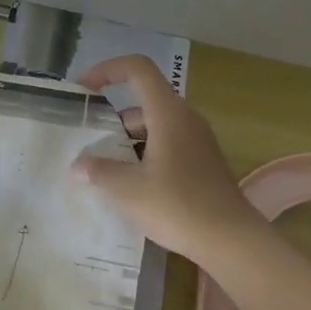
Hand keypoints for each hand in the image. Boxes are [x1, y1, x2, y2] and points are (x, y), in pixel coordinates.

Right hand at [72, 54, 265, 270]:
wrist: (232, 241)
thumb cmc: (177, 206)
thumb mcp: (127, 190)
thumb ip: (98, 171)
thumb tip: (78, 165)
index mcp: (168, 113)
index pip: (137, 69)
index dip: (107, 70)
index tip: (83, 90)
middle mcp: (185, 119)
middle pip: (143, 101)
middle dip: (111, 118)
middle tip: (87, 142)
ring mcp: (197, 141)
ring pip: (154, 126)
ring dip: (126, 141)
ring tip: (102, 169)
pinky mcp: (202, 163)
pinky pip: (167, 145)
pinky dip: (144, 155)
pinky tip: (130, 186)